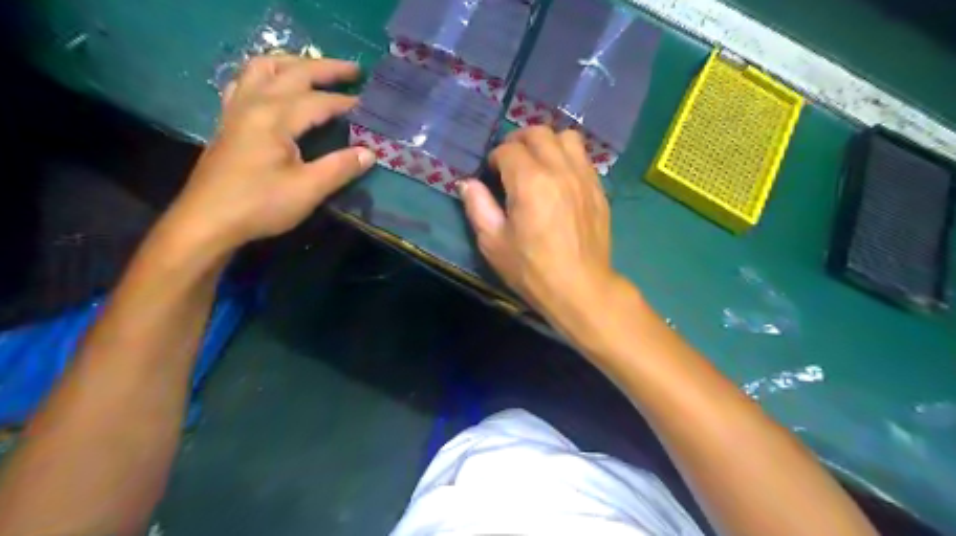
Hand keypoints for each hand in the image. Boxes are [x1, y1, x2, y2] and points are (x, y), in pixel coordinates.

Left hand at [161, 55, 374, 254]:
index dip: (347, 102)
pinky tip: (272, 86)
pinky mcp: (228, 121)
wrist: (207, 222)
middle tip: (353, 70)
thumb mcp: (307, 190)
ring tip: (313, 69)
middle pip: (292, 72)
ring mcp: (236, 110)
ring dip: (292, 63)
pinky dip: (264, 75)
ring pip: (262, 69)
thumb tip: (370, 152)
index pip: (319, 101)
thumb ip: (340, 168)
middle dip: (325, 69)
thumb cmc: (260, 205)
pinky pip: (243, 82)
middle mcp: (253, 103)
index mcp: (275, 117)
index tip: (371, 106)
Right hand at [460, 125, 619, 331]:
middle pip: (538, 133)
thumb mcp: (493, 243)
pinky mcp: (598, 189)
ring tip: (538, 162)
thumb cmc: (532, 269)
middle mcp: (560, 170)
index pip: (508, 149)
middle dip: (519, 141)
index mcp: (530, 181)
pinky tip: (559, 179)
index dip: (495, 158)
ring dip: (548, 143)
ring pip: (567, 138)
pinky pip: (583, 157)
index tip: (491, 175)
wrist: (580, 288)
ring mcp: (584, 177)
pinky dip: (568, 157)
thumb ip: (478, 207)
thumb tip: (467, 183)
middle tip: (510, 161)